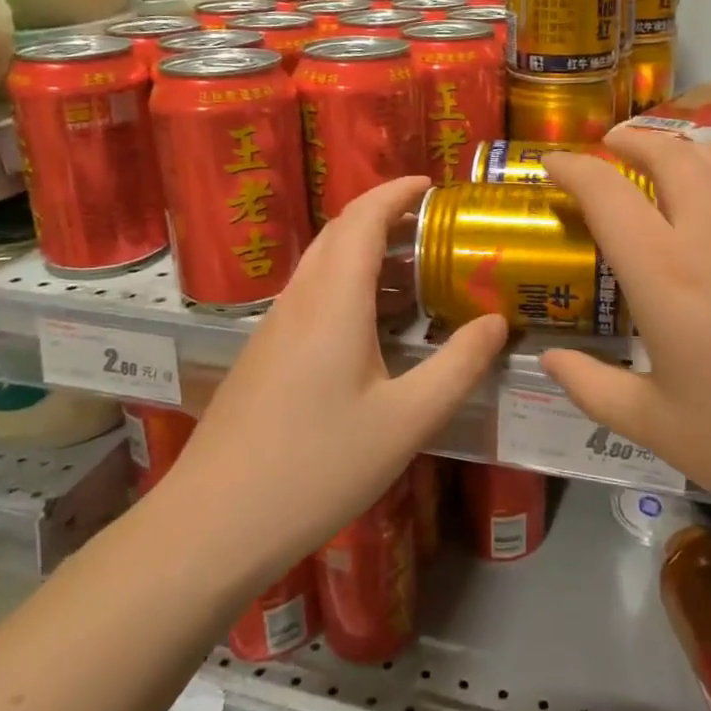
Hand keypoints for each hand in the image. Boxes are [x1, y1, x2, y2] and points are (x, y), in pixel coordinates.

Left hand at [159, 176, 506, 589]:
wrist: (212, 525)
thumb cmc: (317, 467)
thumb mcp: (406, 420)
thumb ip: (457, 365)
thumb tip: (497, 321)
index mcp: (333, 301)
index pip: (361, 217)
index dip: (396, 191)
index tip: (434, 185)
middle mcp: (298, 301)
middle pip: (338, 234)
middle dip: (386, 217)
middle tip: (437, 229)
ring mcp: (273, 328)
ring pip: (322, 267)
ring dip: (366, 254)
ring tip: (417, 274)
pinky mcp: (263, 356)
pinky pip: (311, 298)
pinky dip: (349, 287)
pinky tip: (375, 328)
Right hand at [540, 130, 710, 540]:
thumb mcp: (655, 426)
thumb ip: (591, 386)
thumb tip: (549, 359)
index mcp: (664, 272)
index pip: (606, 191)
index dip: (571, 167)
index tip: (551, 164)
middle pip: (667, 152)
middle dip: (630, 139)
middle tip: (609, 146)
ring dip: (679, 148)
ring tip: (661, 161)